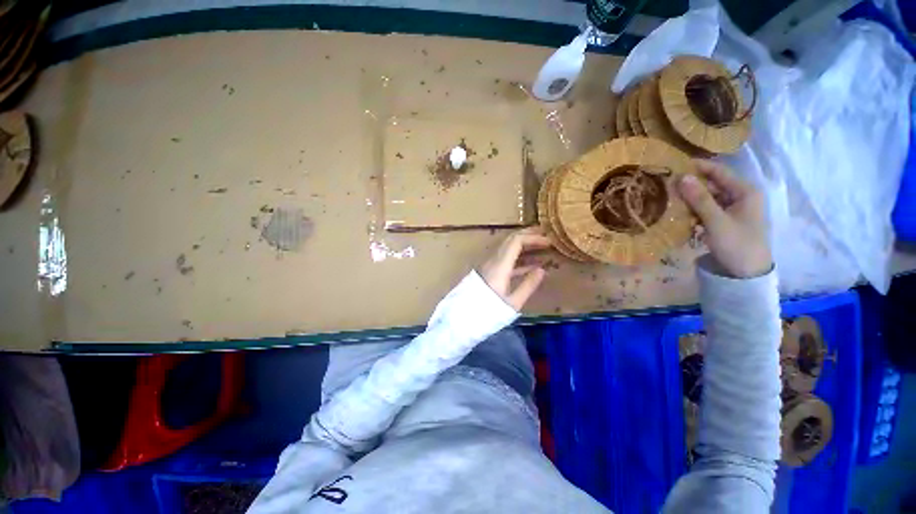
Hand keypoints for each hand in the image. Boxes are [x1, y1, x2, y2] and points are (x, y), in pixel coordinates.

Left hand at [479, 227, 551, 309]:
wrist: (464, 317)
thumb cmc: (489, 312)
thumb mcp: (512, 302)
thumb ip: (528, 285)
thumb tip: (542, 270)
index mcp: (500, 265)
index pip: (516, 241)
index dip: (533, 237)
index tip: (548, 241)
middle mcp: (493, 260)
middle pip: (510, 240)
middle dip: (529, 236)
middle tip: (546, 237)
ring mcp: (489, 265)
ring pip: (508, 248)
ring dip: (524, 245)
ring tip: (541, 248)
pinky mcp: (488, 271)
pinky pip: (505, 259)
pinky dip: (519, 258)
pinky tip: (530, 265)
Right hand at [677, 160, 771, 278]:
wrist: (747, 274)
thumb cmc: (736, 244)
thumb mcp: (716, 221)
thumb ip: (699, 199)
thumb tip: (682, 177)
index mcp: (745, 191)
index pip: (719, 171)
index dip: (698, 167)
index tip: (675, 165)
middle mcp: (741, 196)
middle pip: (713, 184)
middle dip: (691, 184)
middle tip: (667, 185)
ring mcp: (734, 209)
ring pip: (709, 197)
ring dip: (691, 198)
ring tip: (669, 198)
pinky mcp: (726, 220)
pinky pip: (708, 209)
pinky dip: (695, 210)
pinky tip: (681, 214)